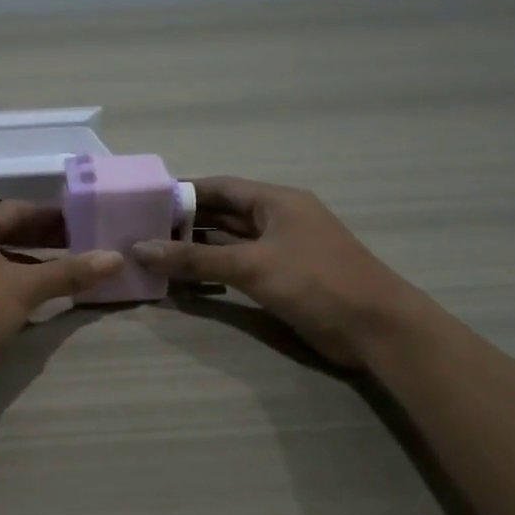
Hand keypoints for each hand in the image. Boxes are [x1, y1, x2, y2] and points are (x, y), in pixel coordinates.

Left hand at [0, 202, 121, 389]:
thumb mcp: (25, 287)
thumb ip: (69, 272)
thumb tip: (116, 258)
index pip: (18, 209)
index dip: (54, 215)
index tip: (86, 220)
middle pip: (8, 232)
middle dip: (46, 239)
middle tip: (84, 243)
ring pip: (0, 258)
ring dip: (33, 262)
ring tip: (70, 269)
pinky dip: (17, 281)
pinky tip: (40, 294)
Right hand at [133, 176, 413, 368]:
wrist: (375, 327)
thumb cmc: (315, 282)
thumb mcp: (251, 266)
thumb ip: (195, 259)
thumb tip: (140, 249)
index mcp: (276, 201)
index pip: (220, 187)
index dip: (183, 192)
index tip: (145, 200)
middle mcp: (277, 220)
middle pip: (222, 214)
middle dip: (184, 222)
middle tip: (141, 230)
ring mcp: (281, 250)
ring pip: (229, 242)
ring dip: (196, 248)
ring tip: (153, 254)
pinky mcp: (282, 279)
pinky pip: (238, 267)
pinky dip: (213, 271)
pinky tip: (184, 280)